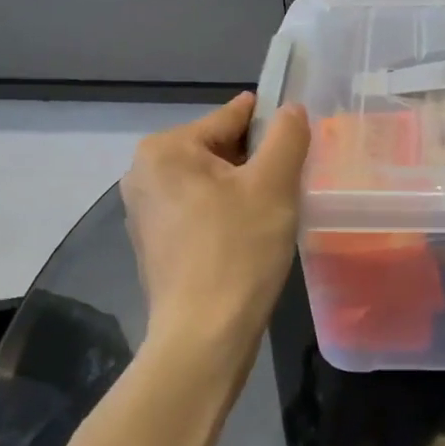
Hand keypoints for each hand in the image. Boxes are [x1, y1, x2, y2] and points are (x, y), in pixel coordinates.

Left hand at [122, 93, 310, 364]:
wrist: (205, 336)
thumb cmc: (239, 250)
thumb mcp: (274, 183)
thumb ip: (287, 135)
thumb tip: (291, 109)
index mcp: (165, 149)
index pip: (232, 117)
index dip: (272, 126)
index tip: (300, 143)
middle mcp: (144, 172)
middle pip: (219, 148)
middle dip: (257, 161)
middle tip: (290, 185)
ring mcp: (145, 210)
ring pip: (212, 180)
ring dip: (245, 188)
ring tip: (275, 211)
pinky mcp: (154, 242)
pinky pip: (199, 209)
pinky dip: (226, 213)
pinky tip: (250, 236)